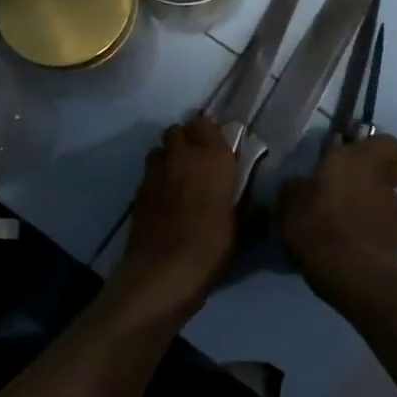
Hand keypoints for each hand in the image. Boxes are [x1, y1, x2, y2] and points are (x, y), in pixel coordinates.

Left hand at [117, 114, 237, 320]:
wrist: (163, 272)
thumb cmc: (211, 246)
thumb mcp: (241, 229)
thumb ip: (247, 209)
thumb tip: (258, 204)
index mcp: (213, 158)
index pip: (206, 124)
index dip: (209, 133)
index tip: (217, 148)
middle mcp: (182, 156)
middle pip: (178, 130)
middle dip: (186, 139)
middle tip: (198, 160)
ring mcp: (156, 172)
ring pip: (159, 149)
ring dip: (168, 156)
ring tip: (178, 176)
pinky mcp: (137, 191)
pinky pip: (148, 173)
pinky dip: (156, 178)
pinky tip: (164, 198)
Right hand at [279, 135, 396, 306]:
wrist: (349, 269)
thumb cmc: (316, 225)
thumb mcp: (290, 202)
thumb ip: (298, 186)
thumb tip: (300, 185)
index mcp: (356, 159)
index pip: (385, 141)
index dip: (375, 147)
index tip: (358, 156)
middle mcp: (382, 177)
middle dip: (389, 170)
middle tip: (365, 182)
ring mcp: (396, 207)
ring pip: (395, 196)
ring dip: (381, 203)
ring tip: (357, 221)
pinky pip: (392, 225)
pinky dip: (380, 230)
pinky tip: (362, 244)